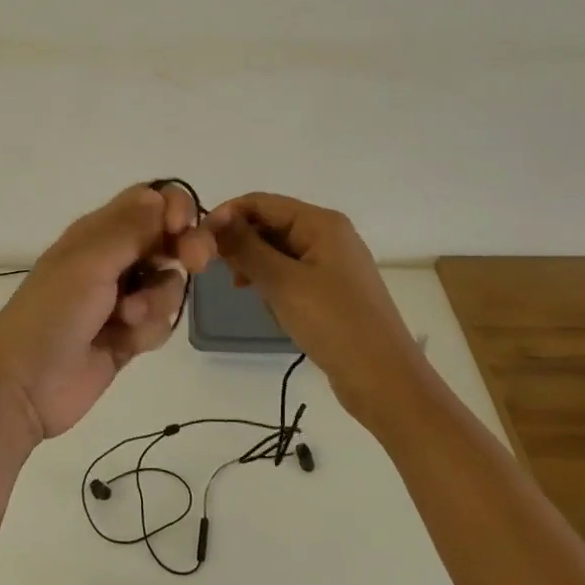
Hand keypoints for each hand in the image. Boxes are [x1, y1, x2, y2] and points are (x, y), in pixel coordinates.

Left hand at [0, 182, 217, 440]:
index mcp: (97, 232)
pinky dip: (150, 330)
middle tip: (194, 262)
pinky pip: (161, 322)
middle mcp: (113, 259)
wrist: (25, 385)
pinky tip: (126, 343)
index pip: (147, 201)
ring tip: (128, 318)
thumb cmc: (53, 313)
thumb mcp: (89, 262)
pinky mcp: (129, 336)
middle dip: (184, 248)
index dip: (173, 207)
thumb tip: (162, 197)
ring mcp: (122, 299)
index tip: (183, 227)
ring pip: (168, 283)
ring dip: (158, 299)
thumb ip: (131, 229)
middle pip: (167, 239)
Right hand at [207, 192, 416, 421]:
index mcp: (321, 223)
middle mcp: (329, 235)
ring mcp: (333, 263)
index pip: (261, 202)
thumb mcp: (282, 282)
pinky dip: (276, 286)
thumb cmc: (333, 323)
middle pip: (270, 224)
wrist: (385, 381)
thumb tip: (214, 219)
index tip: (199, 243)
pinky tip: (274, 309)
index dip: (227, 216)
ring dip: (259, 269)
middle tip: (226, 275)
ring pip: (278, 252)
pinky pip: (292, 274)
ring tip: (251, 295)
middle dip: (244, 246)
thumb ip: (245, 247)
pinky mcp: (333, 290)